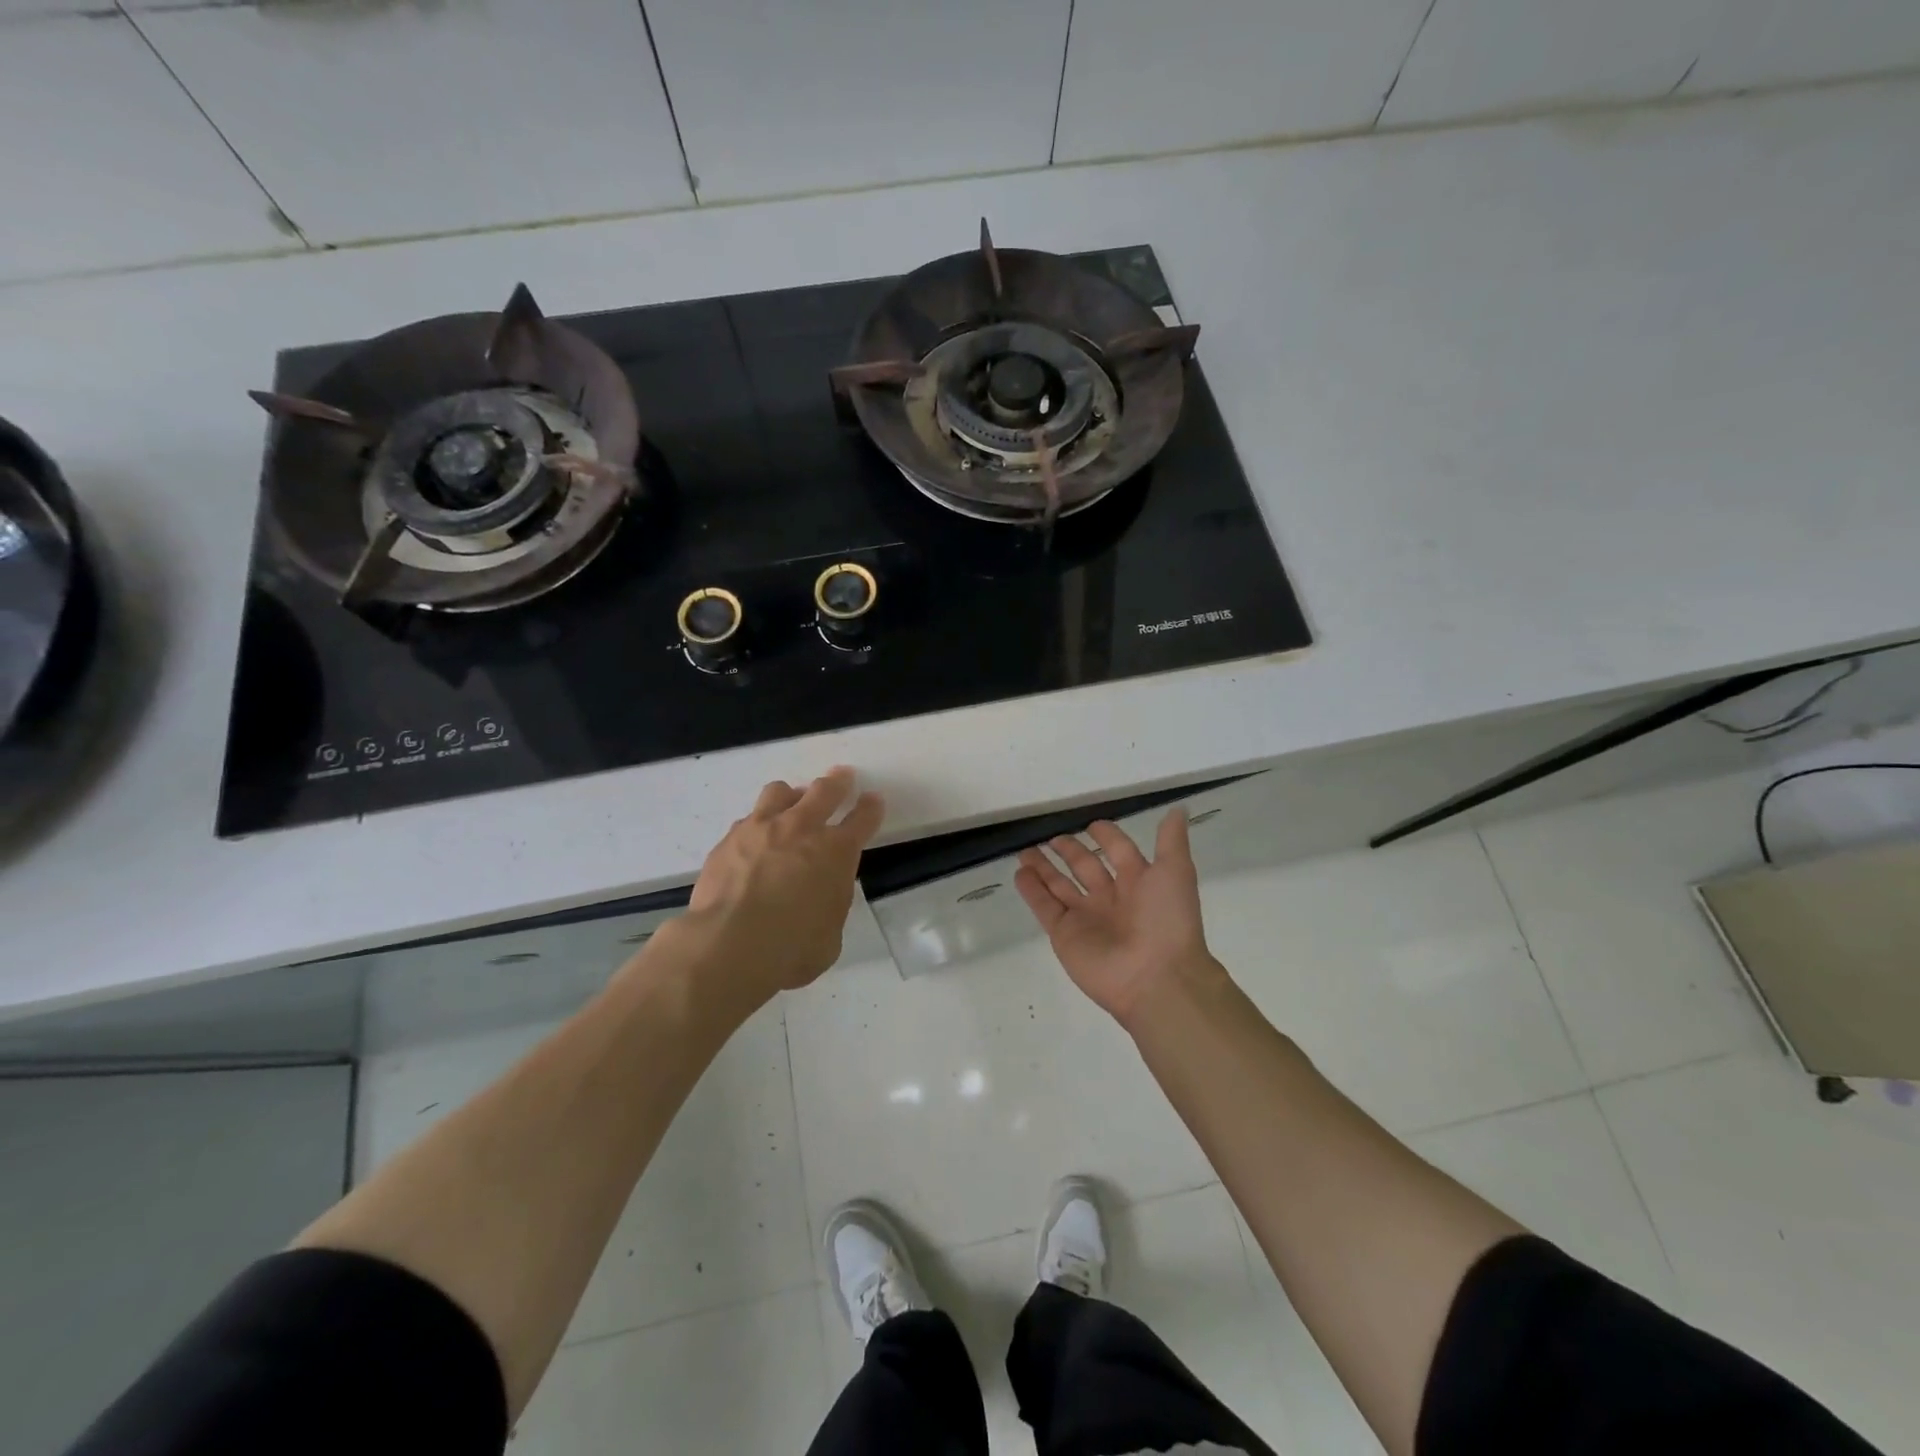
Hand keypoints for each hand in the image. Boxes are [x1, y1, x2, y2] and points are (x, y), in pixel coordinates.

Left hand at [678, 767, 884, 999]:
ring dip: (791, 796)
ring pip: (780, 792)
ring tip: (791, 804)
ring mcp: (761, 829)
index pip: (862, 819)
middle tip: (842, 777)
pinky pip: (747, 821)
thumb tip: (820, 897)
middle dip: (838, 782)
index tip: (873, 800)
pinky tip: (753, 842)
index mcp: (836, 852)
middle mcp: (801, 829)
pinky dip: (757, 826)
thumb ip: (829, 906)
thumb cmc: (792, 948)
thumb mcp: (829, 935)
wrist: (729, 945)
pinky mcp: (728, 840)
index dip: (870, 808)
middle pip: (824, 790)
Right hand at [1015, 809, 1224, 1026]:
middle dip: (1070, 852)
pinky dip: (1031, 891)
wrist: (1157, 978)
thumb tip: (1179, 809)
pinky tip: (1019, 873)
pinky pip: (1045, 907)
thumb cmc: (1167, 920)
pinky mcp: (1065, 934)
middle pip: (1085, 868)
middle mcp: (1111, 898)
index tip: (1092, 824)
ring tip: (1025, 851)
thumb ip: (1172, 840)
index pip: (1119, 852)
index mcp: (1139, 882)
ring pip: (1060, 886)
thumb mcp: (1176, 871)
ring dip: (1043, 868)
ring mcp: (1086, 917)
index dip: (1107, 837)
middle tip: (1051, 838)